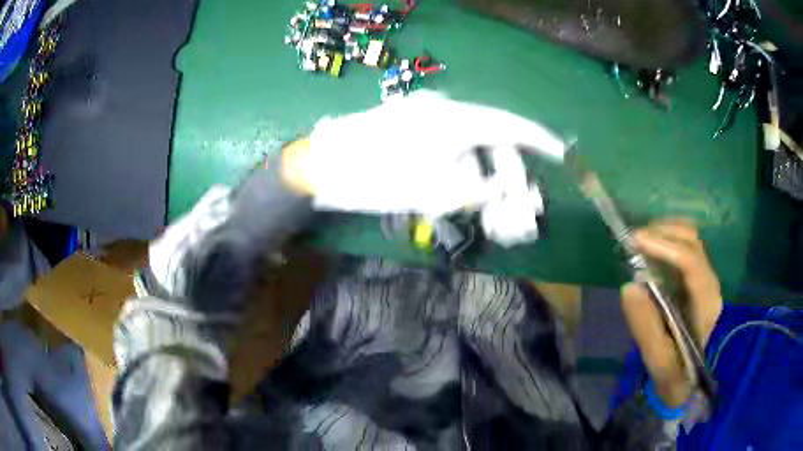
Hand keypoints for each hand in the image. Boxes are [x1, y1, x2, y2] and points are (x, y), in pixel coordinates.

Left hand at [288, 90, 566, 217]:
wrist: (320, 166)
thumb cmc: (375, 178)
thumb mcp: (432, 191)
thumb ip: (476, 191)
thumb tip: (504, 192)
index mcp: (454, 119)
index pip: (509, 125)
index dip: (538, 140)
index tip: (561, 153)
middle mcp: (445, 112)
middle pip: (491, 143)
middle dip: (506, 179)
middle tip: (512, 213)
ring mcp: (427, 120)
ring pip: (470, 150)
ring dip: (480, 182)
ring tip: (481, 216)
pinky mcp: (413, 130)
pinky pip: (449, 150)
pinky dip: (458, 175)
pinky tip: (455, 199)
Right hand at [620, 219, 722, 406]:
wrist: (697, 382)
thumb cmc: (679, 375)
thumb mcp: (660, 362)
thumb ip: (646, 328)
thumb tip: (629, 286)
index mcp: (706, 304)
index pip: (690, 261)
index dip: (663, 246)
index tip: (634, 242)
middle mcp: (710, 284)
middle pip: (691, 241)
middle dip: (662, 233)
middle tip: (632, 242)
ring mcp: (705, 280)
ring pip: (690, 241)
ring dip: (664, 234)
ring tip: (639, 244)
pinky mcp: (698, 282)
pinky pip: (685, 250)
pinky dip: (667, 243)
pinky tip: (651, 251)